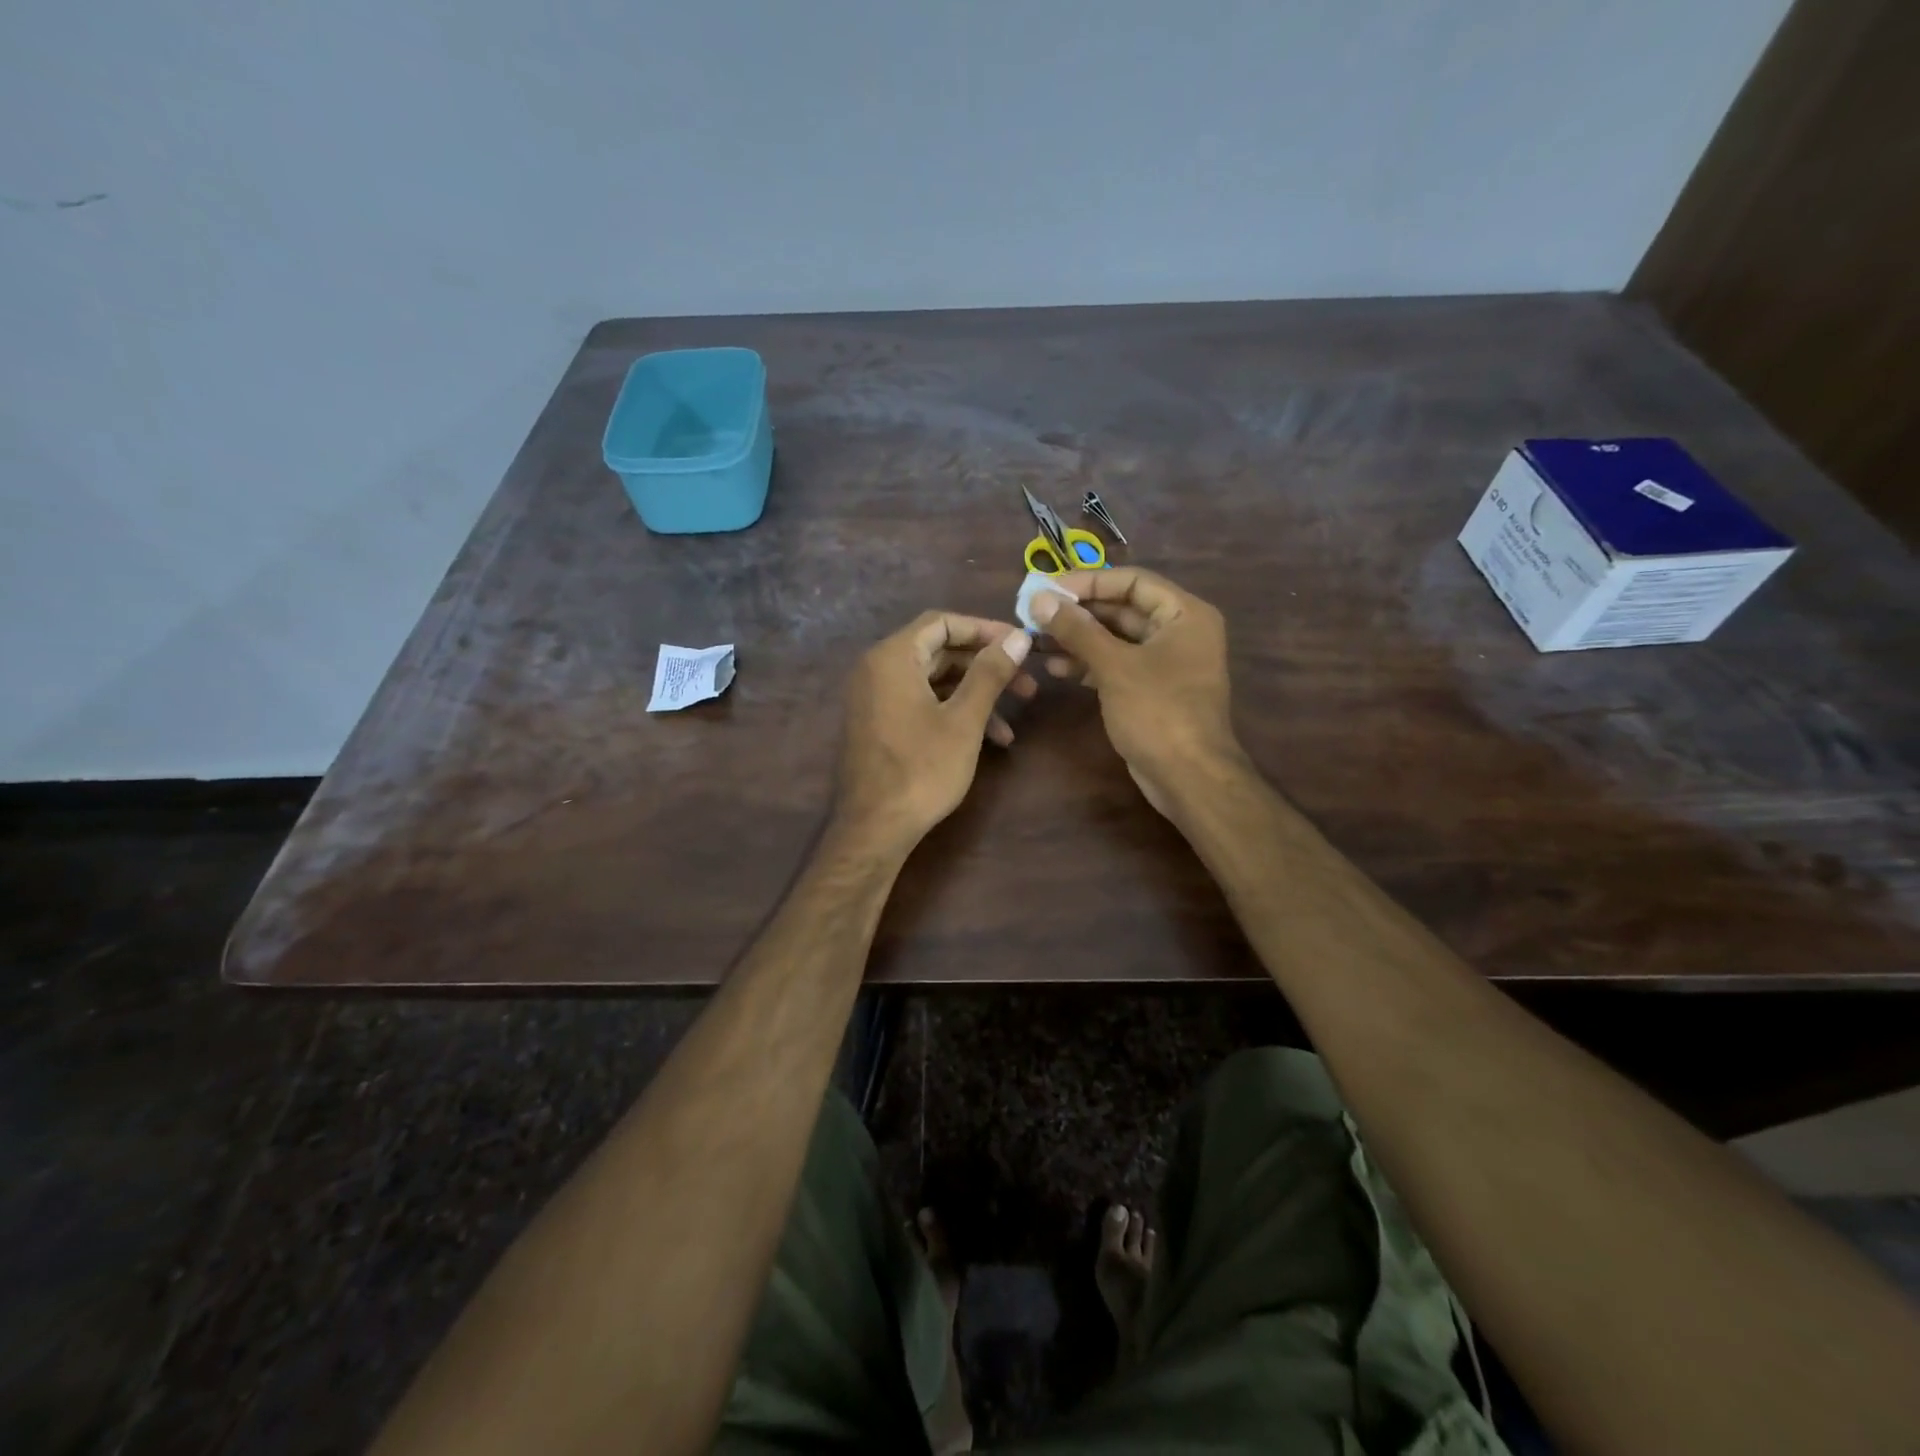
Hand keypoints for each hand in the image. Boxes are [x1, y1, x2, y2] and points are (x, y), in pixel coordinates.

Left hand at [834, 611, 1035, 852]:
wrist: (874, 828)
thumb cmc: (921, 770)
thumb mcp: (964, 720)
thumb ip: (990, 673)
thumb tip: (1018, 636)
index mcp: (892, 658)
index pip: (942, 622)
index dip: (984, 629)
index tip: (1019, 645)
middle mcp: (878, 669)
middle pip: (939, 651)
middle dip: (985, 667)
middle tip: (1027, 684)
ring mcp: (876, 698)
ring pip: (934, 682)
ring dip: (975, 697)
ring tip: (1012, 726)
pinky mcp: (880, 723)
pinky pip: (921, 703)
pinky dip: (954, 713)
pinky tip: (989, 741)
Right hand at [1029, 568, 1243, 816]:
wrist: (1189, 778)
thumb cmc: (1158, 712)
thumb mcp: (1114, 666)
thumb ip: (1077, 629)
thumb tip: (1039, 598)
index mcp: (1184, 614)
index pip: (1132, 581)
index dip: (1088, 582)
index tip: (1047, 590)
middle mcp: (1178, 632)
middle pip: (1122, 609)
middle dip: (1078, 613)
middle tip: (1035, 616)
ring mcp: (1165, 663)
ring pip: (1115, 639)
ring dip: (1077, 640)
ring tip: (1036, 643)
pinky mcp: (1151, 690)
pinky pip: (1116, 665)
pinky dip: (1089, 664)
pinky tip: (1056, 669)